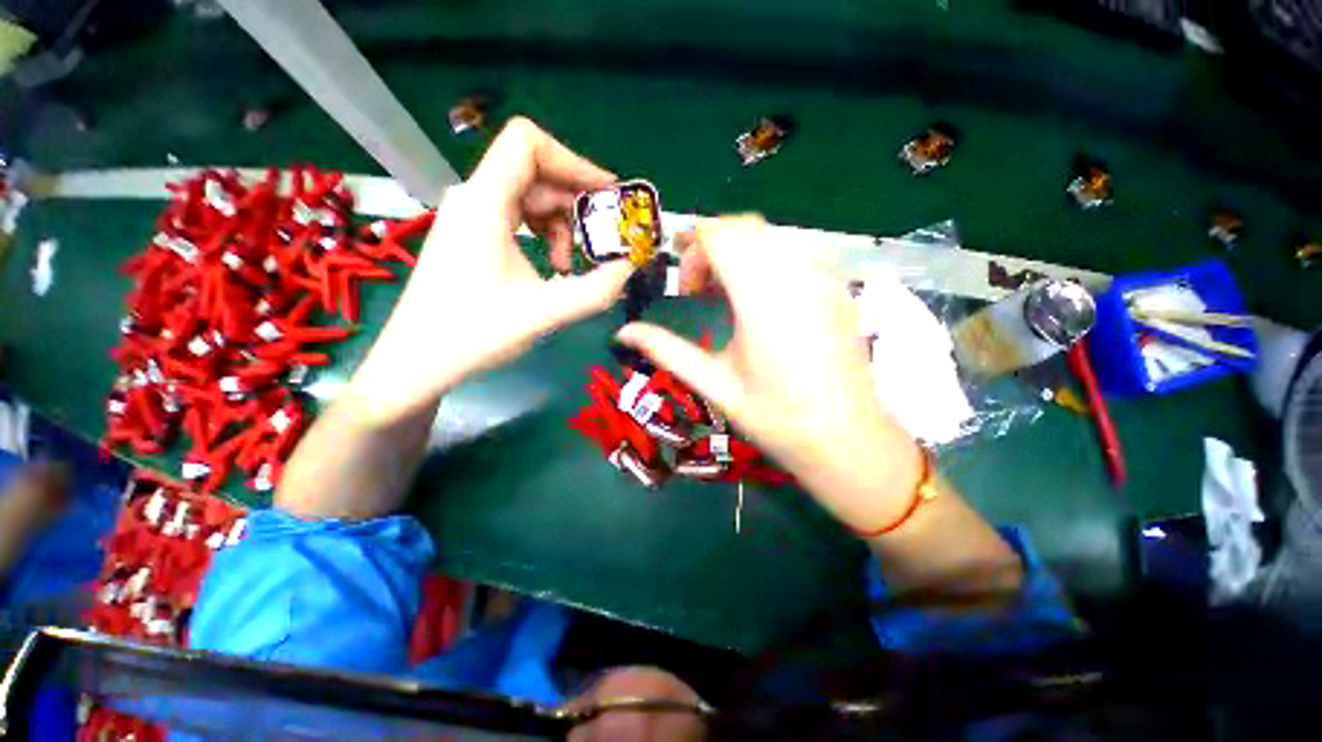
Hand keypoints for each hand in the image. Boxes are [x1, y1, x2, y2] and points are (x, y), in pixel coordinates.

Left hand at [351, 118, 633, 420]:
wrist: (418, 362)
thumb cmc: (474, 334)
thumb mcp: (545, 312)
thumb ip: (596, 290)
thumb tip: (631, 268)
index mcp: (484, 203)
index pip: (528, 143)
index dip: (574, 161)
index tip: (607, 195)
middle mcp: (473, 199)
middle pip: (535, 173)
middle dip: (575, 204)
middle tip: (602, 240)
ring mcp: (469, 217)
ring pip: (528, 198)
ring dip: (560, 226)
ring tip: (569, 266)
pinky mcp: (470, 236)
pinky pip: (516, 218)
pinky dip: (543, 236)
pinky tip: (551, 268)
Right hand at [616, 215, 923, 529]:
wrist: (844, 438)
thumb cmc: (776, 417)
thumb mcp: (714, 384)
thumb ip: (666, 350)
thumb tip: (623, 333)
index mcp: (761, 298)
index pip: (720, 235)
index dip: (692, 250)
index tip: (686, 288)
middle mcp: (796, 276)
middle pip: (745, 227)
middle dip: (713, 247)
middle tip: (701, 290)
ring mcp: (824, 278)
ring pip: (772, 236)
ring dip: (741, 252)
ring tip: (730, 295)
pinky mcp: (838, 288)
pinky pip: (797, 251)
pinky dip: (769, 260)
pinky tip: (764, 299)